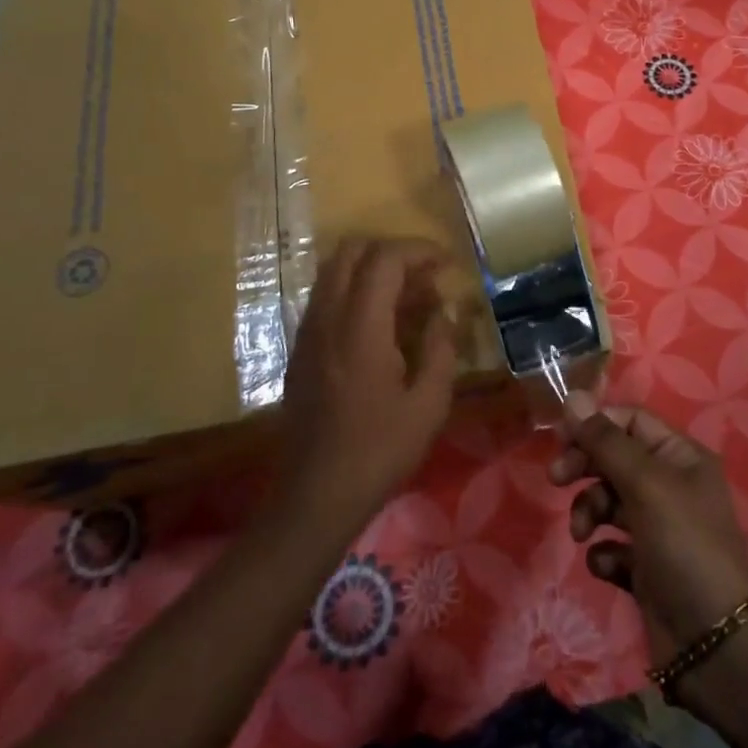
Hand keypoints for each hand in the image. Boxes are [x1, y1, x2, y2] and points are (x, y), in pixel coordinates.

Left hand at [276, 238, 457, 535]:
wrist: (315, 497)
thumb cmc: (379, 452)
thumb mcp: (428, 405)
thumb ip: (440, 348)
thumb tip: (443, 311)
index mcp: (360, 327)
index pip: (385, 258)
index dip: (420, 250)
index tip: (448, 265)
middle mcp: (327, 318)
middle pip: (351, 251)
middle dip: (393, 252)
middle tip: (425, 278)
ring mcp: (307, 332)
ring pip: (334, 271)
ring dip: (372, 270)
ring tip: (408, 300)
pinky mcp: (300, 349)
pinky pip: (326, 297)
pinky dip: (355, 292)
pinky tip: (381, 326)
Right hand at [549, 391, 747, 666]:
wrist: (717, 644)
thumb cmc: (685, 546)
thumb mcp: (646, 484)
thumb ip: (606, 442)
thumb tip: (572, 396)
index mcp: (680, 457)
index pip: (630, 421)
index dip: (595, 425)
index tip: (561, 439)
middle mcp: (670, 486)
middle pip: (614, 458)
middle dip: (584, 467)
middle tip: (556, 479)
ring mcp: (658, 529)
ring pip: (608, 501)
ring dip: (589, 511)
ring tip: (582, 533)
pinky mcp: (646, 569)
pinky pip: (612, 546)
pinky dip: (604, 552)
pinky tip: (608, 566)